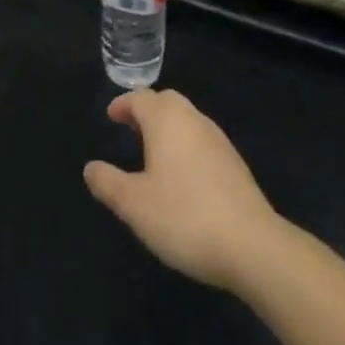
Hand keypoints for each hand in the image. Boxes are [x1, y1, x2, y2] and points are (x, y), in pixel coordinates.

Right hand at [84, 89, 282, 291]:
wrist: (254, 247)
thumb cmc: (185, 217)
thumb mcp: (134, 205)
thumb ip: (108, 183)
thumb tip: (91, 168)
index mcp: (167, 121)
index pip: (141, 98)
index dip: (123, 104)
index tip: (111, 116)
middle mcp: (194, 121)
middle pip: (168, 101)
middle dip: (147, 110)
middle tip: (131, 128)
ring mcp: (219, 141)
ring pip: (188, 120)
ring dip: (168, 127)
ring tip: (153, 152)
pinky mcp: (236, 165)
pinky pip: (203, 141)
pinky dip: (186, 145)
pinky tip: (183, 176)